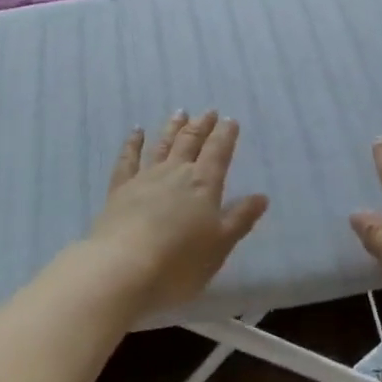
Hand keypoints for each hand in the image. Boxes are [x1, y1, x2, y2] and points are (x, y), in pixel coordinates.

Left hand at [87, 111, 268, 318]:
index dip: (225, 135)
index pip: (218, 152)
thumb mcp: (220, 245)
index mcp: (203, 183)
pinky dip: (132, 143)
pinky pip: (128, 159)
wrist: (123, 269)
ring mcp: (145, 178)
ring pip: (162, 145)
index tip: (230, 120)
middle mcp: (175, 172)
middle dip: (201, 126)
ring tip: (180, 113)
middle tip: (208, 112)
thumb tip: (262, 196)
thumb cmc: (180, 262)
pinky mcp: (120, 189)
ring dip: (173, 128)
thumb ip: (240, 218)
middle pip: (190, 142)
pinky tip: (136, 132)